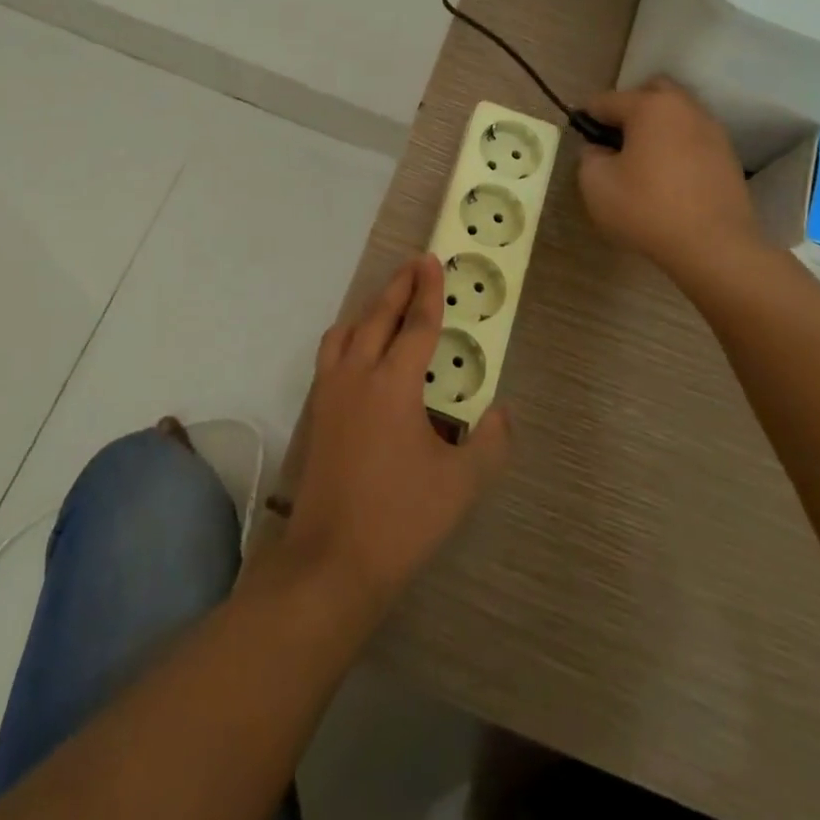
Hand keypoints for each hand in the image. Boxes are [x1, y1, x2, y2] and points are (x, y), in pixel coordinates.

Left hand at [282, 255, 511, 612]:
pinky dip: (349, 337)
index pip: (416, 324)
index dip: (429, 291)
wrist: (333, 559)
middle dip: (399, 287)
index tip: (432, 261)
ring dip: (369, 310)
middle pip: (377, 316)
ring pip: (347, 331)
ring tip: (389, 307)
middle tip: (415, 265)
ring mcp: (330, 391)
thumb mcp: (462, 483)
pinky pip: (331, 354)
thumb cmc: (402, 518)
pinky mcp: (316, 411)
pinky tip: (361, 354)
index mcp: (393, 384)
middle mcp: (357, 375)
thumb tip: (502, 414)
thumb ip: (490, 443)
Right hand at [577, 78, 767, 289]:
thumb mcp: (596, 184)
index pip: (606, 100)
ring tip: (643, 161)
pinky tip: (668, 177)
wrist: (713, 246)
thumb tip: (599, 150)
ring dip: (656, 128)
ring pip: (676, 115)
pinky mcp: (727, 156)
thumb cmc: (646, 208)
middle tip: (616, 142)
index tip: (581, 142)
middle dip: (629, 110)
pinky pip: (693, 138)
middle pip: (650, 93)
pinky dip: (677, 147)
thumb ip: (589, 157)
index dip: (587, 119)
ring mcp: (712, 130)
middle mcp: (684, 108)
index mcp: (649, 107)